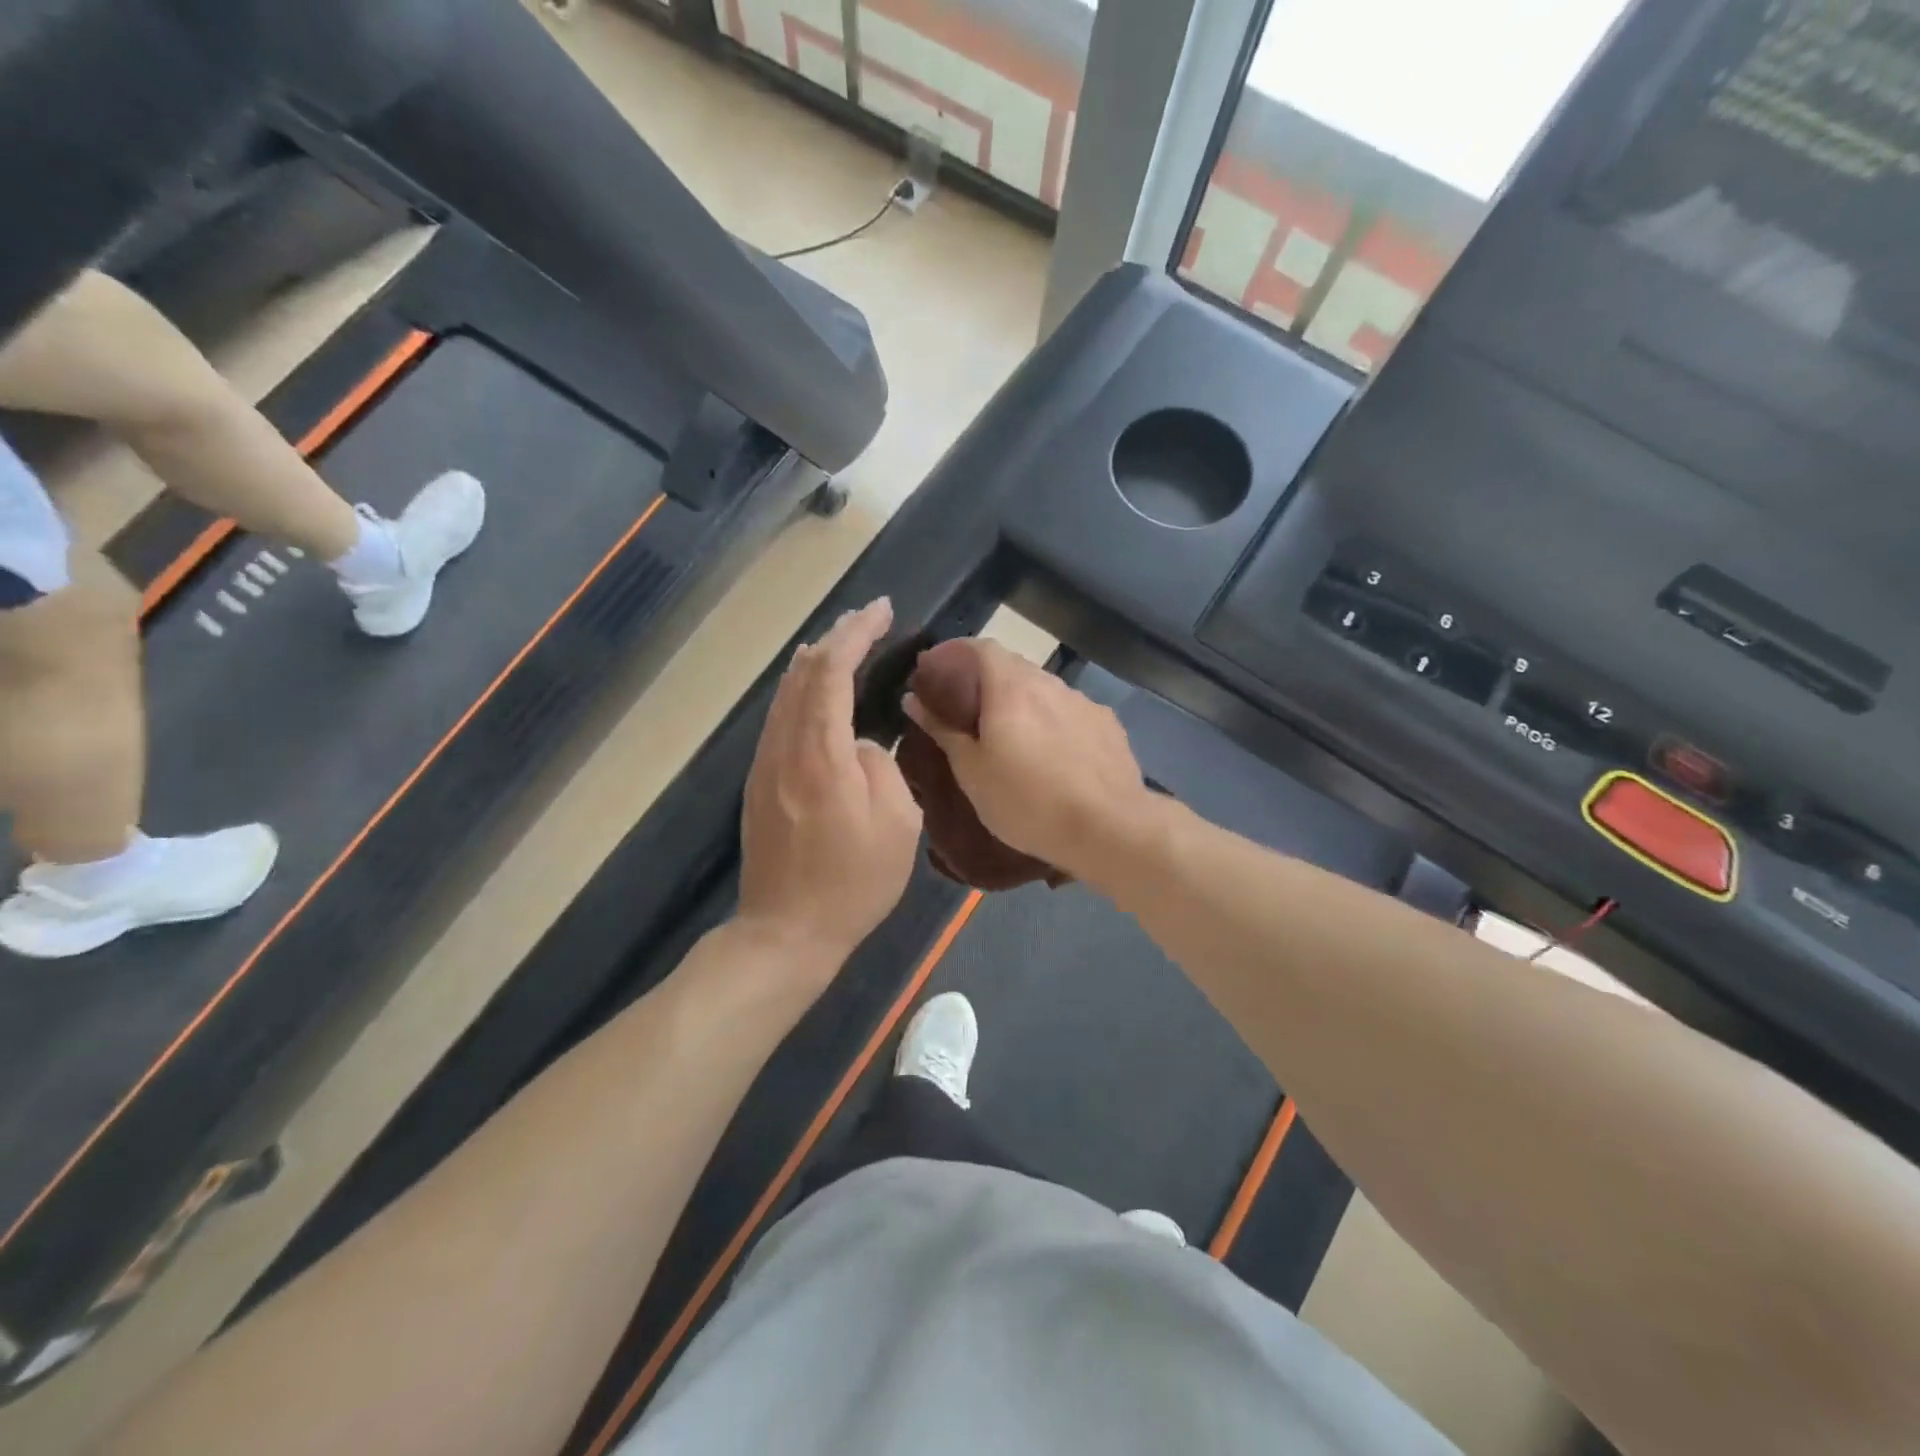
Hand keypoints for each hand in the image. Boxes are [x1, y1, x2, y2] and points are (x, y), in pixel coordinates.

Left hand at [737, 598, 922, 969]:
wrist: (786, 932)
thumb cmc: (853, 883)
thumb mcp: (897, 824)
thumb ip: (881, 766)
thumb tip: (860, 745)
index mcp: (821, 755)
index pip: (832, 673)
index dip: (856, 634)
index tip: (881, 610)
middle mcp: (784, 748)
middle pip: (803, 674)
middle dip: (836, 637)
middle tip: (868, 619)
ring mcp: (765, 765)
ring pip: (785, 694)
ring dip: (815, 661)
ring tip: (843, 642)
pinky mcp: (759, 783)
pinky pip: (779, 718)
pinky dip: (801, 691)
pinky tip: (815, 692)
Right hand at [903, 639, 1157, 883]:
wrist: (1109, 829)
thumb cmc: (1028, 803)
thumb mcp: (972, 773)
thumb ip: (943, 730)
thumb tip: (914, 699)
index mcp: (1012, 688)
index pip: (980, 647)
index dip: (954, 653)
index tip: (935, 672)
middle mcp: (1050, 684)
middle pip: (1012, 667)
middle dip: (985, 681)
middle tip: (966, 710)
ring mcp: (1084, 703)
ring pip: (1044, 690)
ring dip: (1021, 703)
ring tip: (1010, 736)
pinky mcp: (1108, 726)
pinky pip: (1069, 713)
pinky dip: (1051, 722)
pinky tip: (1051, 754)